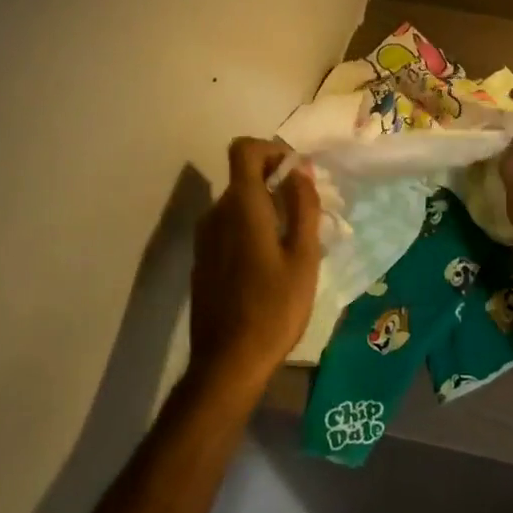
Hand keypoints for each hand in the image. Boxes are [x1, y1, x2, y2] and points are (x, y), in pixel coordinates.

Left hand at [188, 138, 321, 385]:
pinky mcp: (203, 260)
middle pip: (244, 176)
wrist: (228, 363)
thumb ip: (302, 206)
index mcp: (242, 207)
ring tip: (296, 240)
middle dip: (277, 182)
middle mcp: (217, 214)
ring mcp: (205, 238)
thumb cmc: (274, 308)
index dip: (272, 149)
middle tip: (309, 210)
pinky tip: (273, 262)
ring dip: (267, 207)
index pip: (244, 149)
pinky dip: (253, 228)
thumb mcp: (304, 256)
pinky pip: (230, 226)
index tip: (298, 172)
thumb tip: (299, 169)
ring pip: (238, 204)